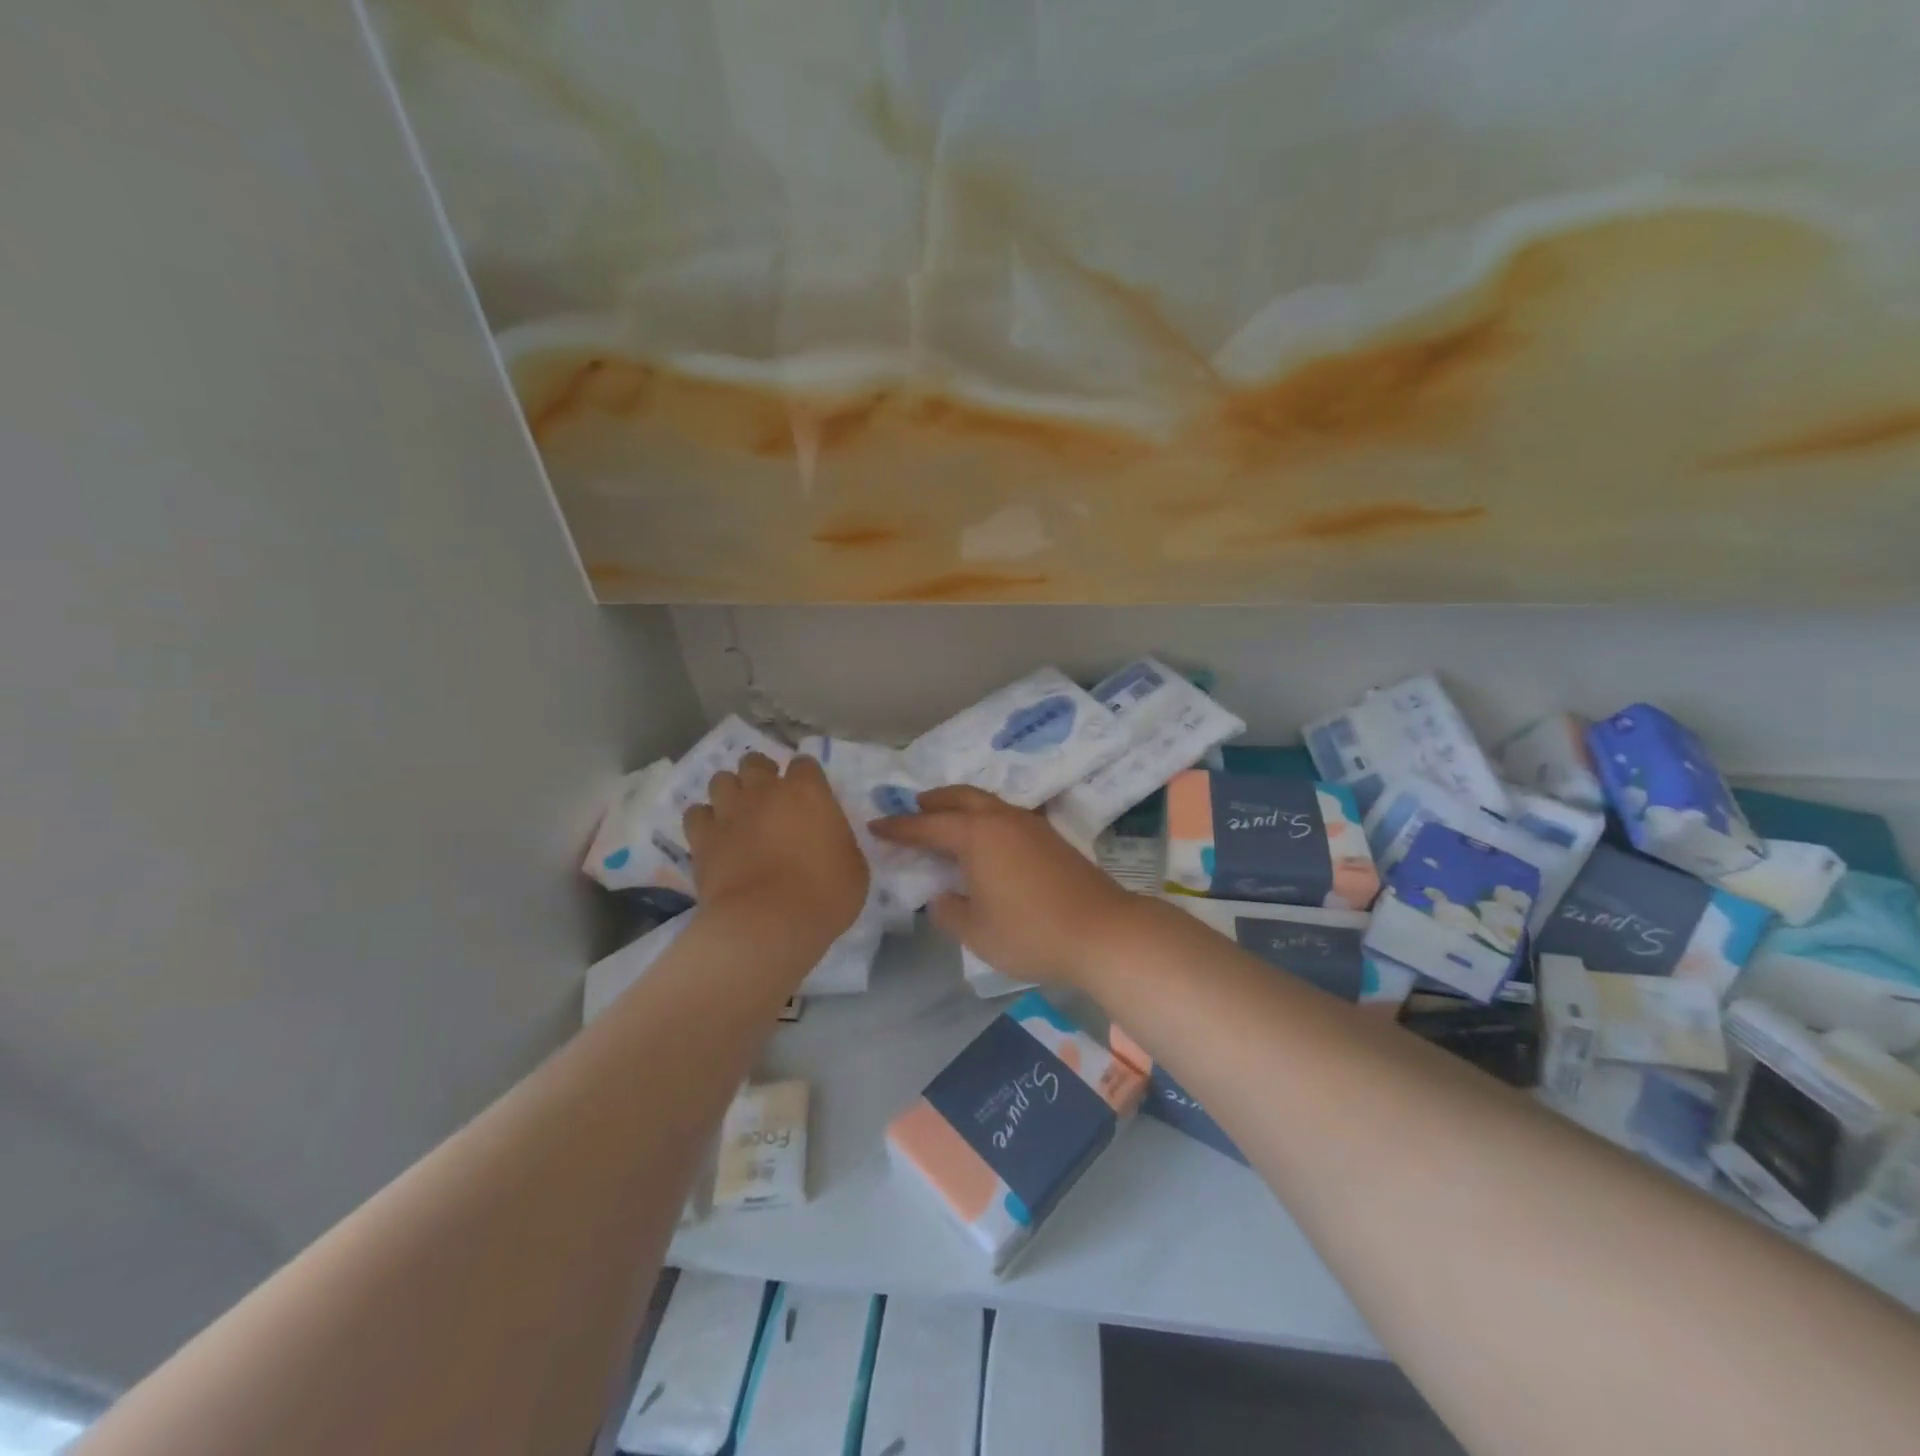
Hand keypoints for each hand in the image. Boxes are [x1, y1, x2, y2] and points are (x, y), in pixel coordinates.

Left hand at [684, 754, 867, 953]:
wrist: (767, 924)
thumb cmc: (824, 895)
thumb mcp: (854, 867)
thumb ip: (838, 842)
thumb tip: (828, 840)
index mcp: (808, 792)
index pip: (804, 764)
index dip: (806, 778)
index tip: (809, 797)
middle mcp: (765, 792)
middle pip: (755, 762)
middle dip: (761, 774)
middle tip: (769, 799)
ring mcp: (729, 812)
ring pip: (721, 780)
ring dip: (730, 792)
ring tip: (738, 813)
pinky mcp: (702, 838)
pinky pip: (696, 814)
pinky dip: (705, 820)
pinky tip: (714, 835)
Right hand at [870, 786, 1137, 986]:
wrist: (1102, 931)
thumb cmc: (1030, 932)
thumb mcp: (976, 932)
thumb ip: (949, 912)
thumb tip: (941, 897)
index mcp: (976, 835)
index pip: (927, 826)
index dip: (899, 827)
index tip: (876, 825)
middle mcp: (1002, 819)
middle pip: (961, 798)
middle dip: (934, 801)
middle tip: (915, 807)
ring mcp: (1031, 825)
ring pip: (988, 802)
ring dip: (963, 806)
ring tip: (948, 819)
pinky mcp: (1051, 837)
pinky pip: (1007, 815)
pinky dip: (987, 817)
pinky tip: (989, 838)